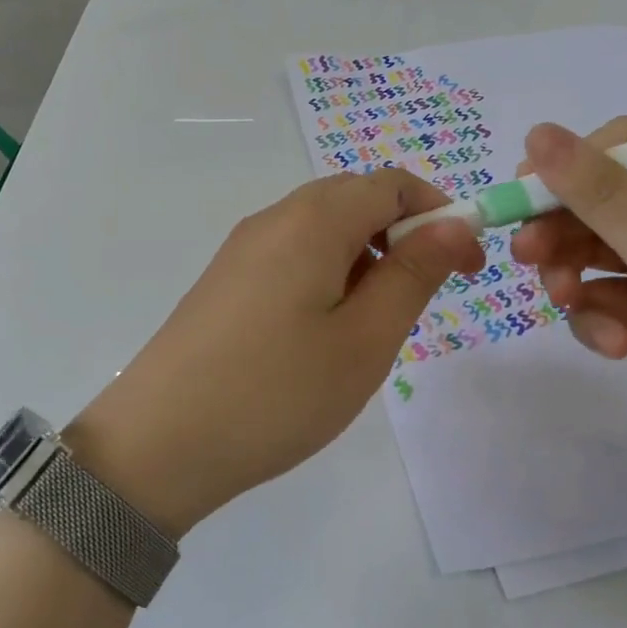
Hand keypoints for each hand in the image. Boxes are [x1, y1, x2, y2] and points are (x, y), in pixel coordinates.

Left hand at [70, 170, 483, 535]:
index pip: (392, 184)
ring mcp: (243, 248)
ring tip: (374, 325)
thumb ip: (413, 273)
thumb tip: (454, 223)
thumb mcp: (364, 339)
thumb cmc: (277, 392)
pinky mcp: (226, 279)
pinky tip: (325, 331)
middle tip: (425, 298)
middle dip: (403, 234)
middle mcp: (274, 218)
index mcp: (312, 220)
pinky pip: (293, 254)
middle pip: (355, 198)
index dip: (440, 212)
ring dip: (366, 257)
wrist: (159, 443)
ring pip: (324, 228)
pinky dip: (329, 273)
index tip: (467, 264)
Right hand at [509, 119, 626, 485]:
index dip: (569, 168)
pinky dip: (602, 319)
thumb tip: (535, 133)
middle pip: (603, 202)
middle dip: (564, 232)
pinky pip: (612, 298)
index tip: (522, 197)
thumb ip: (601, 195)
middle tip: (524, 257)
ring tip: (570, 305)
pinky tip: (615, 347)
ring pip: (598, 253)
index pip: (626, 147)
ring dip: (577, 279)